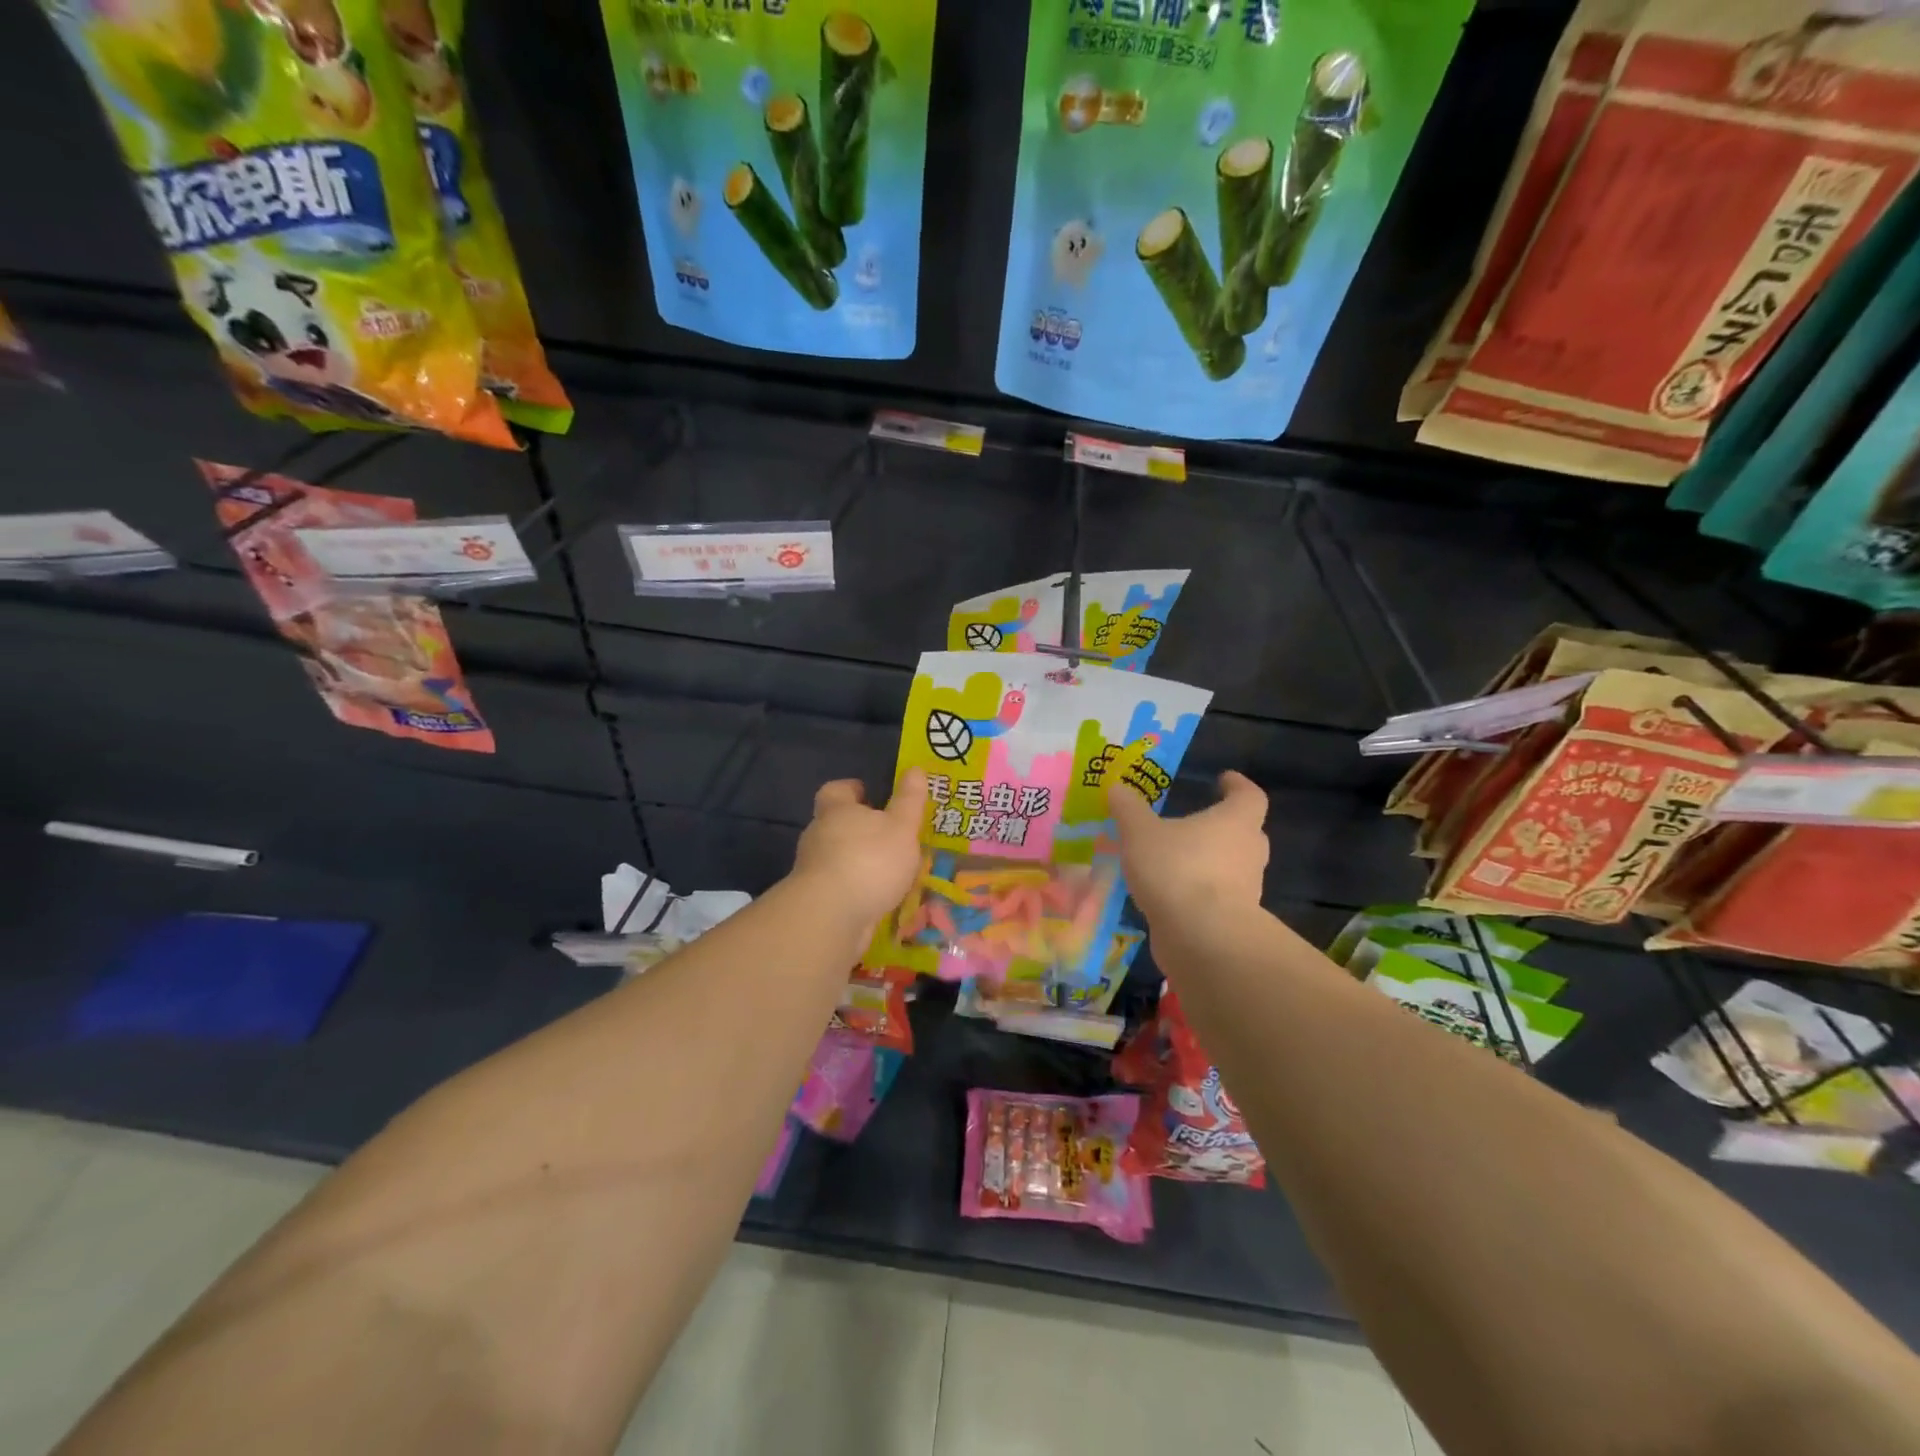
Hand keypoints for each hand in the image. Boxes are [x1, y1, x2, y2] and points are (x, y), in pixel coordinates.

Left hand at [791, 769, 928, 937]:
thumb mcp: (901, 827)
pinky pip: (839, 886)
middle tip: (889, 834)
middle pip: (836, 824)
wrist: (831, 917)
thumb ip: (909, 800)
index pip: (836, 790)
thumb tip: (915, 769)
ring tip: (890, 870)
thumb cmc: (869, 860)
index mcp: (836, 811)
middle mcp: (818, 836)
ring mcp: (813, 870)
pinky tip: (878, 898)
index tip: (869, 793)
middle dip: (859, 828)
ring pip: (837, 857)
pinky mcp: (816, 900)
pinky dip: (856, 889)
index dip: (852, 789)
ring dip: (859, 861)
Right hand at [1110, 771, 1268, 925]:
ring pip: (1232, 867)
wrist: (1202, 938)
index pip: (1249, 795)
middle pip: (1245, 832)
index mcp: (1236, 821)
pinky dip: (1198, 893)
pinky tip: (1170, 895)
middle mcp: (1249, 852)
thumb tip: (1117, 788)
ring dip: (1209, 862)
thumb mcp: (1139, 832)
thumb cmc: (1177, 869)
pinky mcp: (1233, 920)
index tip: (1224, 780)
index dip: (1237, 785)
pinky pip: (1217, 897)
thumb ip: (1128, 809)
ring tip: (1174, 861)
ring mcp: (1246, 889)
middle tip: (1195, 823)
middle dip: (1223, 827)